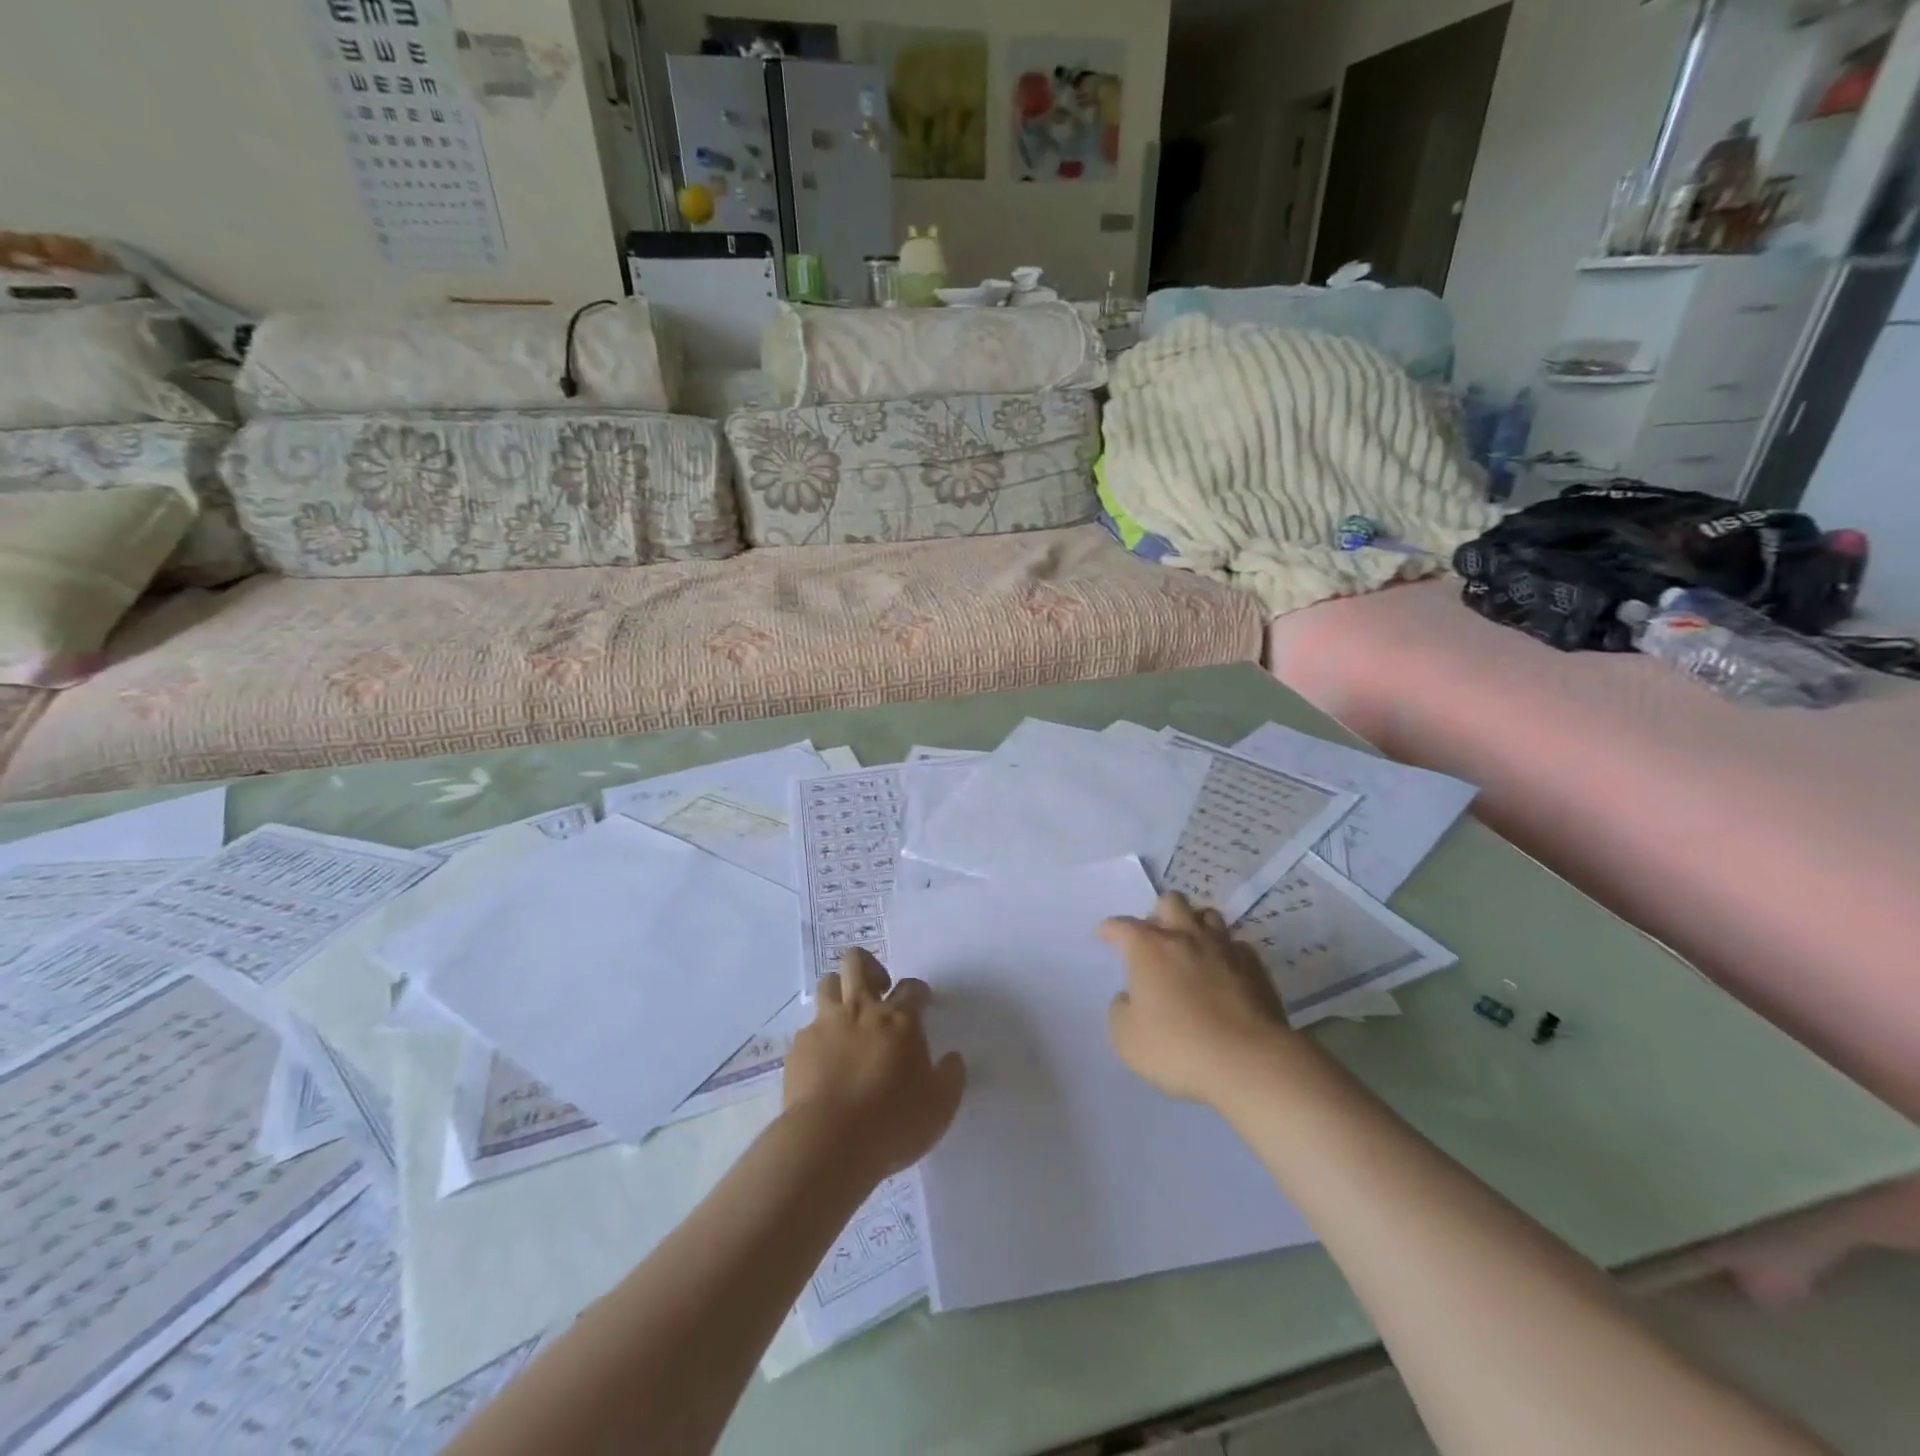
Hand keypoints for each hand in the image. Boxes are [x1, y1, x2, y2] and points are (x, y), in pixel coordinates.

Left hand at [783, 948, 966, 1179]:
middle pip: (858, 963)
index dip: (920, 992)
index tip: (923, 1005)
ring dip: (839, 992)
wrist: (828, 1142)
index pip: (913, 987)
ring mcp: (825, 1025)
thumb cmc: (892, 1122)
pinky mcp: (799, 1047)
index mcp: (899, 1019)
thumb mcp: (940, 1106)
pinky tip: (825, 1062)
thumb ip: (951, 1076)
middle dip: (870, 967)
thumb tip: (952, 1058)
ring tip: (848, 1018)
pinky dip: (820, 1037)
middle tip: (879, 992)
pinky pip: (809, 1028)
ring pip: (828, 983)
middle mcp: (861, 1010)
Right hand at [1100, 893, 1291, 1105]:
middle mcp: (1185, 937)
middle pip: (1171, 902)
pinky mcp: (1254, 966)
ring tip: (1190, 947)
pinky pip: (1236, 945)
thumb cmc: (1178, 1047)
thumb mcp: (1126, 1038)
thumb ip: (1121, 1009)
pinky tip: (1223, 970)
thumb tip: (1130, 997)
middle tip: (1155, 939)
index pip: (1121, 926)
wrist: (1248, 1061)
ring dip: (1194, 925)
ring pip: (1208, 915)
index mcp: (1149, 948)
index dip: (1109, 929)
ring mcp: (1224, 948)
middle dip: (1158, 914)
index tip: (1103, 936)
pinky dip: (1225, 952)